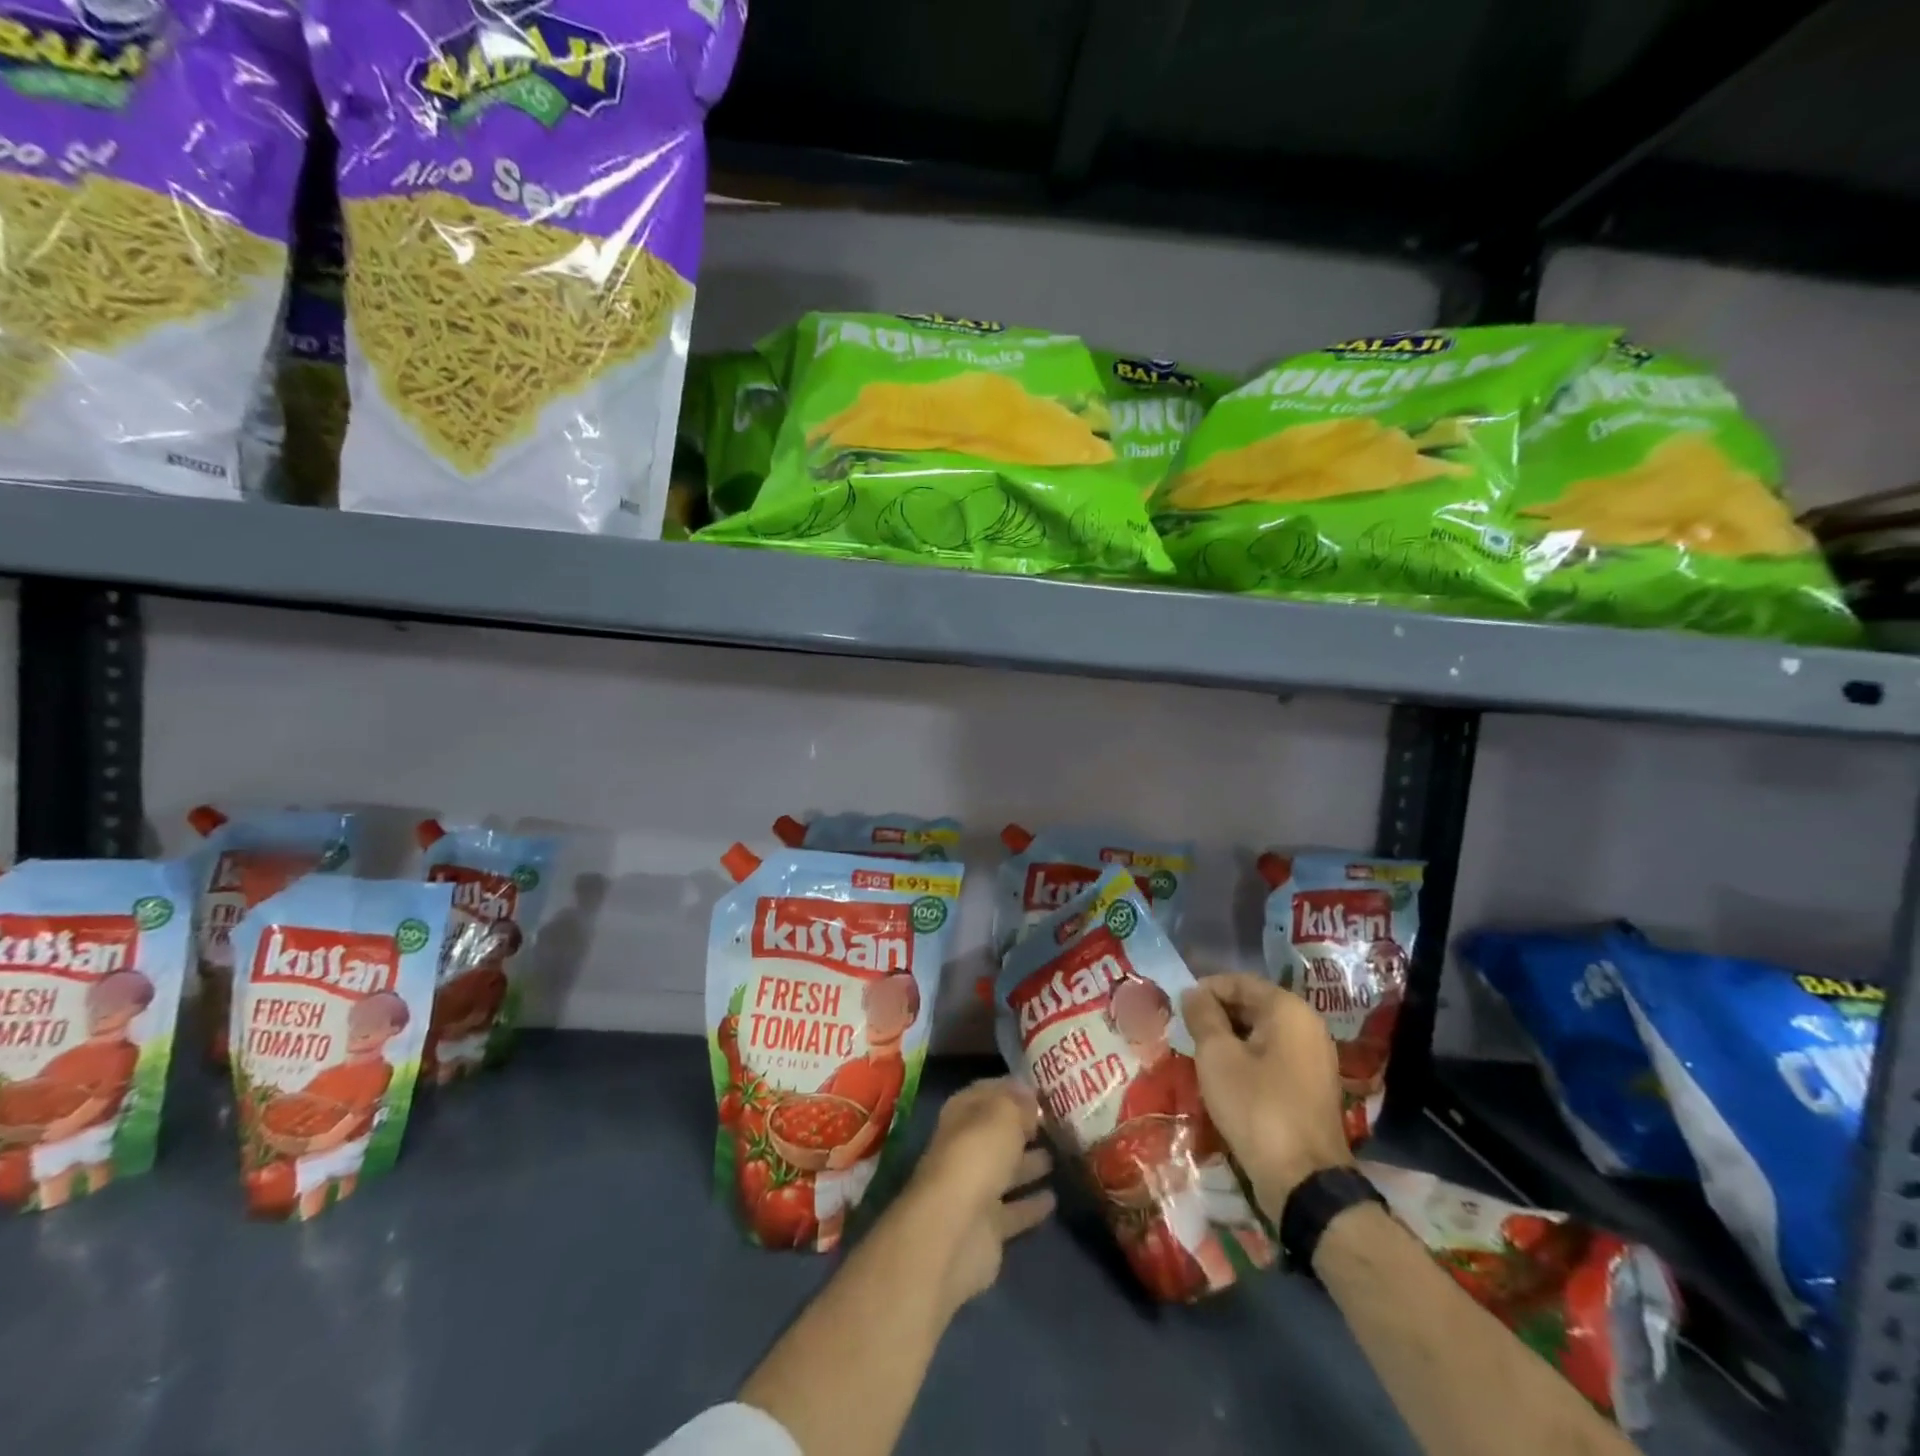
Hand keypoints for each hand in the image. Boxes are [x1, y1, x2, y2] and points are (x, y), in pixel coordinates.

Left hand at [893, 1078, 1054, 1312]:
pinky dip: (1032, 1205)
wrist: (955, 1231)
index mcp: (962, 1115)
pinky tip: (1054, 1199)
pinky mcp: (988, 1227)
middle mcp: (966, 1149)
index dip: (1012, 1090)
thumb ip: (1018, 1104)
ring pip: (1008, 1171)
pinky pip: (1015, 1210)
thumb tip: (1031, 1096)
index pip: (987, 1093)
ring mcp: (976, 1189)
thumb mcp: (1002, 1116)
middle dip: (1025, 1128)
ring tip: (1062, 1155)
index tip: (1043, 1090)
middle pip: (998, 1134)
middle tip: (1060, 1123)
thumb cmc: (977, 1157)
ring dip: (1031, 1164)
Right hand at [1181, 974, 1352, 1217]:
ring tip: (1201, 1056)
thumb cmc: (1255, 1106)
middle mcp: (1308, 1025)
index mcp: (1288, 1009)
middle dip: (1217, 1015)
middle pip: (1252, 1005)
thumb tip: (1192, 992)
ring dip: (1230, 1039)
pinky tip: (1226, 1078)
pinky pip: (1273, 1057)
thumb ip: (1202, 1016)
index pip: (1238, 982)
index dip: (1204, 991)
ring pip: (1261, 1033)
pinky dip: (1248, 1059)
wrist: (1304, 1180)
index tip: (1178, 1010)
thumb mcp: (1217, 1056)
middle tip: (1186, 1033)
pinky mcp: (1312, 1086)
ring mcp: (1314, 1057)